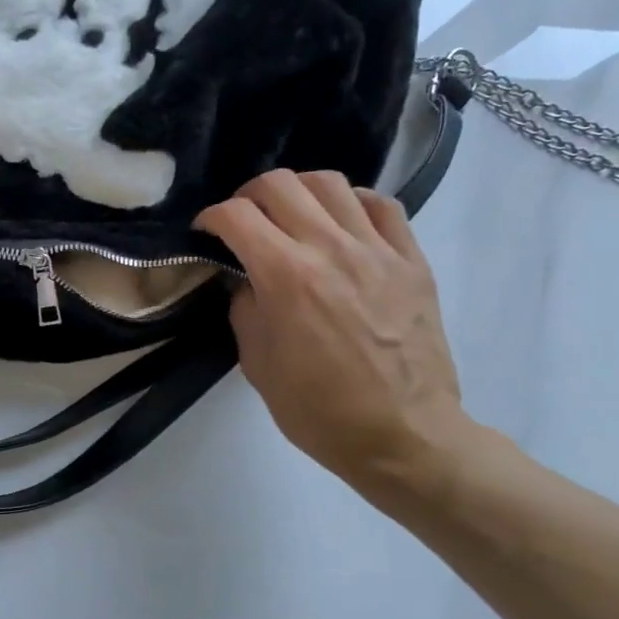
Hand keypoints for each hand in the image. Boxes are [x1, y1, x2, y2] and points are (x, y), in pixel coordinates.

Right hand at [195, 170, 472, 501]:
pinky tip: (342, 223)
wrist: (403, 435)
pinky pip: (381, 205)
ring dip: (298, 192)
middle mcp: (330, 248)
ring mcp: (377, 250)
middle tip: (244, 221)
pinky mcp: (412, 260)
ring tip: (291, 216)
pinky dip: (352, 203)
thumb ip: (245, 309)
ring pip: (331, 183)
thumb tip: (246, 280)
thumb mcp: (257, 363)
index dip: (210, 218)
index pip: (236, 216)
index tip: (206, 234)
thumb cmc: (318, 410)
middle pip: (280, 184)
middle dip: (248, 196)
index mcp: (285, 277)